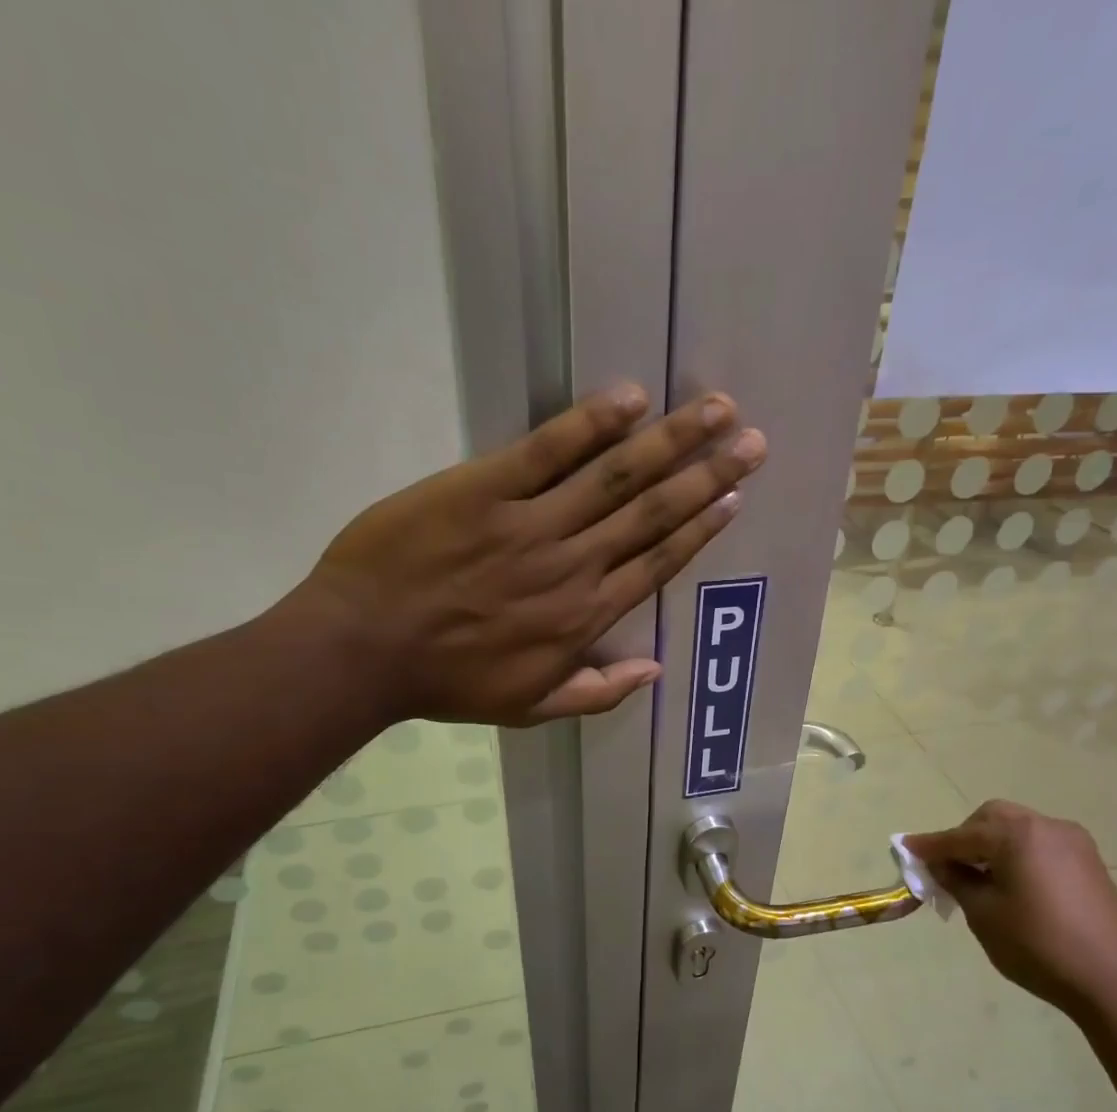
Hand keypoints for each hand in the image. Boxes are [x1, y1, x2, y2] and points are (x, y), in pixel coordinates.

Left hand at [292, 384, 763, 725]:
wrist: (365, 649)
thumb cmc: (448, 682)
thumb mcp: (529, 708)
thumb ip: (596, 692)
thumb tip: (654, 671)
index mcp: (585, 617)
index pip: (657, 564)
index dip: (700, 529)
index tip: (733, 498)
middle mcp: (574, 565)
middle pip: (653, 513)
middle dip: (707, 475)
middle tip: (752, 441)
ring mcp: (531, 524)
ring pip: (616, 476)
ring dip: (671, 441)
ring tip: (717, 410)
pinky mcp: (484, 489)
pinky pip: (547, 451)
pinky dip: (591, 424)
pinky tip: (631, 399)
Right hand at [905, 800, 1116, 1015]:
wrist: (1115, 980)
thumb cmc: (1038, 945)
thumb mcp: (983, 914)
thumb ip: (956, 880)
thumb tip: (939, 864)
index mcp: (1017, 834)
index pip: (961, 835)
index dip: (930, 845)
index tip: (904, 848)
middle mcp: (1046, 825)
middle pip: (992, 819)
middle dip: (964, 838)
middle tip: (946, 867)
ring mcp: (1072, 842)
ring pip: (1017, 829)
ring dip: (991, 845)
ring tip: (976, 878)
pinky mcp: (1088, 862)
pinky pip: (1038, 844)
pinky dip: (1016, 854)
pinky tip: (1009, 883)